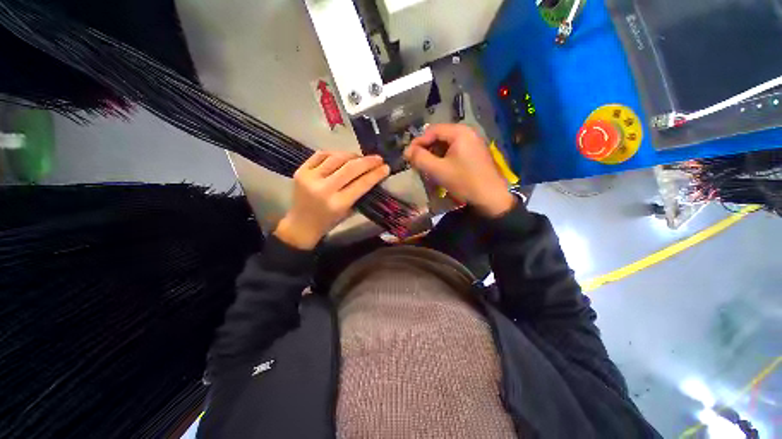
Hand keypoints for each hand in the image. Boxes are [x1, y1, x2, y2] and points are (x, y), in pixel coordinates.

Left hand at [274, 151, 389, 249]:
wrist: (301, 225)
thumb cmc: (328, 222)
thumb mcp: (348, 212)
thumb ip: (359, 194)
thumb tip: (372, 175)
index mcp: (337, 204)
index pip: (361, 184)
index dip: (376, 174)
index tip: (386, 167)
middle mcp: (324, 189)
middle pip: (350, 168)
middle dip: (368, 161)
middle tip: (378, 159)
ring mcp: (310, 178)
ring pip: (336, 158)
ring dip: (352, 155)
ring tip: (361, 158)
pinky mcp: (301, 171)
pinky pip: (321, 154)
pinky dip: (335, 154)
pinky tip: (343, 157)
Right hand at [404, 124, 514, 216]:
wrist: (491, 198)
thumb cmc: (464, 182)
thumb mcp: (438, 170)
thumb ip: (420, 158)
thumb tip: (407, 151)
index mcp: (460, 132)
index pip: (432, 130)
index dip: (418, 142)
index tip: (408, 156)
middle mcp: (467, 133)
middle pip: (439, 136)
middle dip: (425, 149)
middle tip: (416, 162)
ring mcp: (473, 143)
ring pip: (446, 145)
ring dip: (433, 155)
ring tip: (425, 167)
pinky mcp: (474, 154)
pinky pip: (454, 151)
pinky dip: (443, 158)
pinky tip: (439, 169)